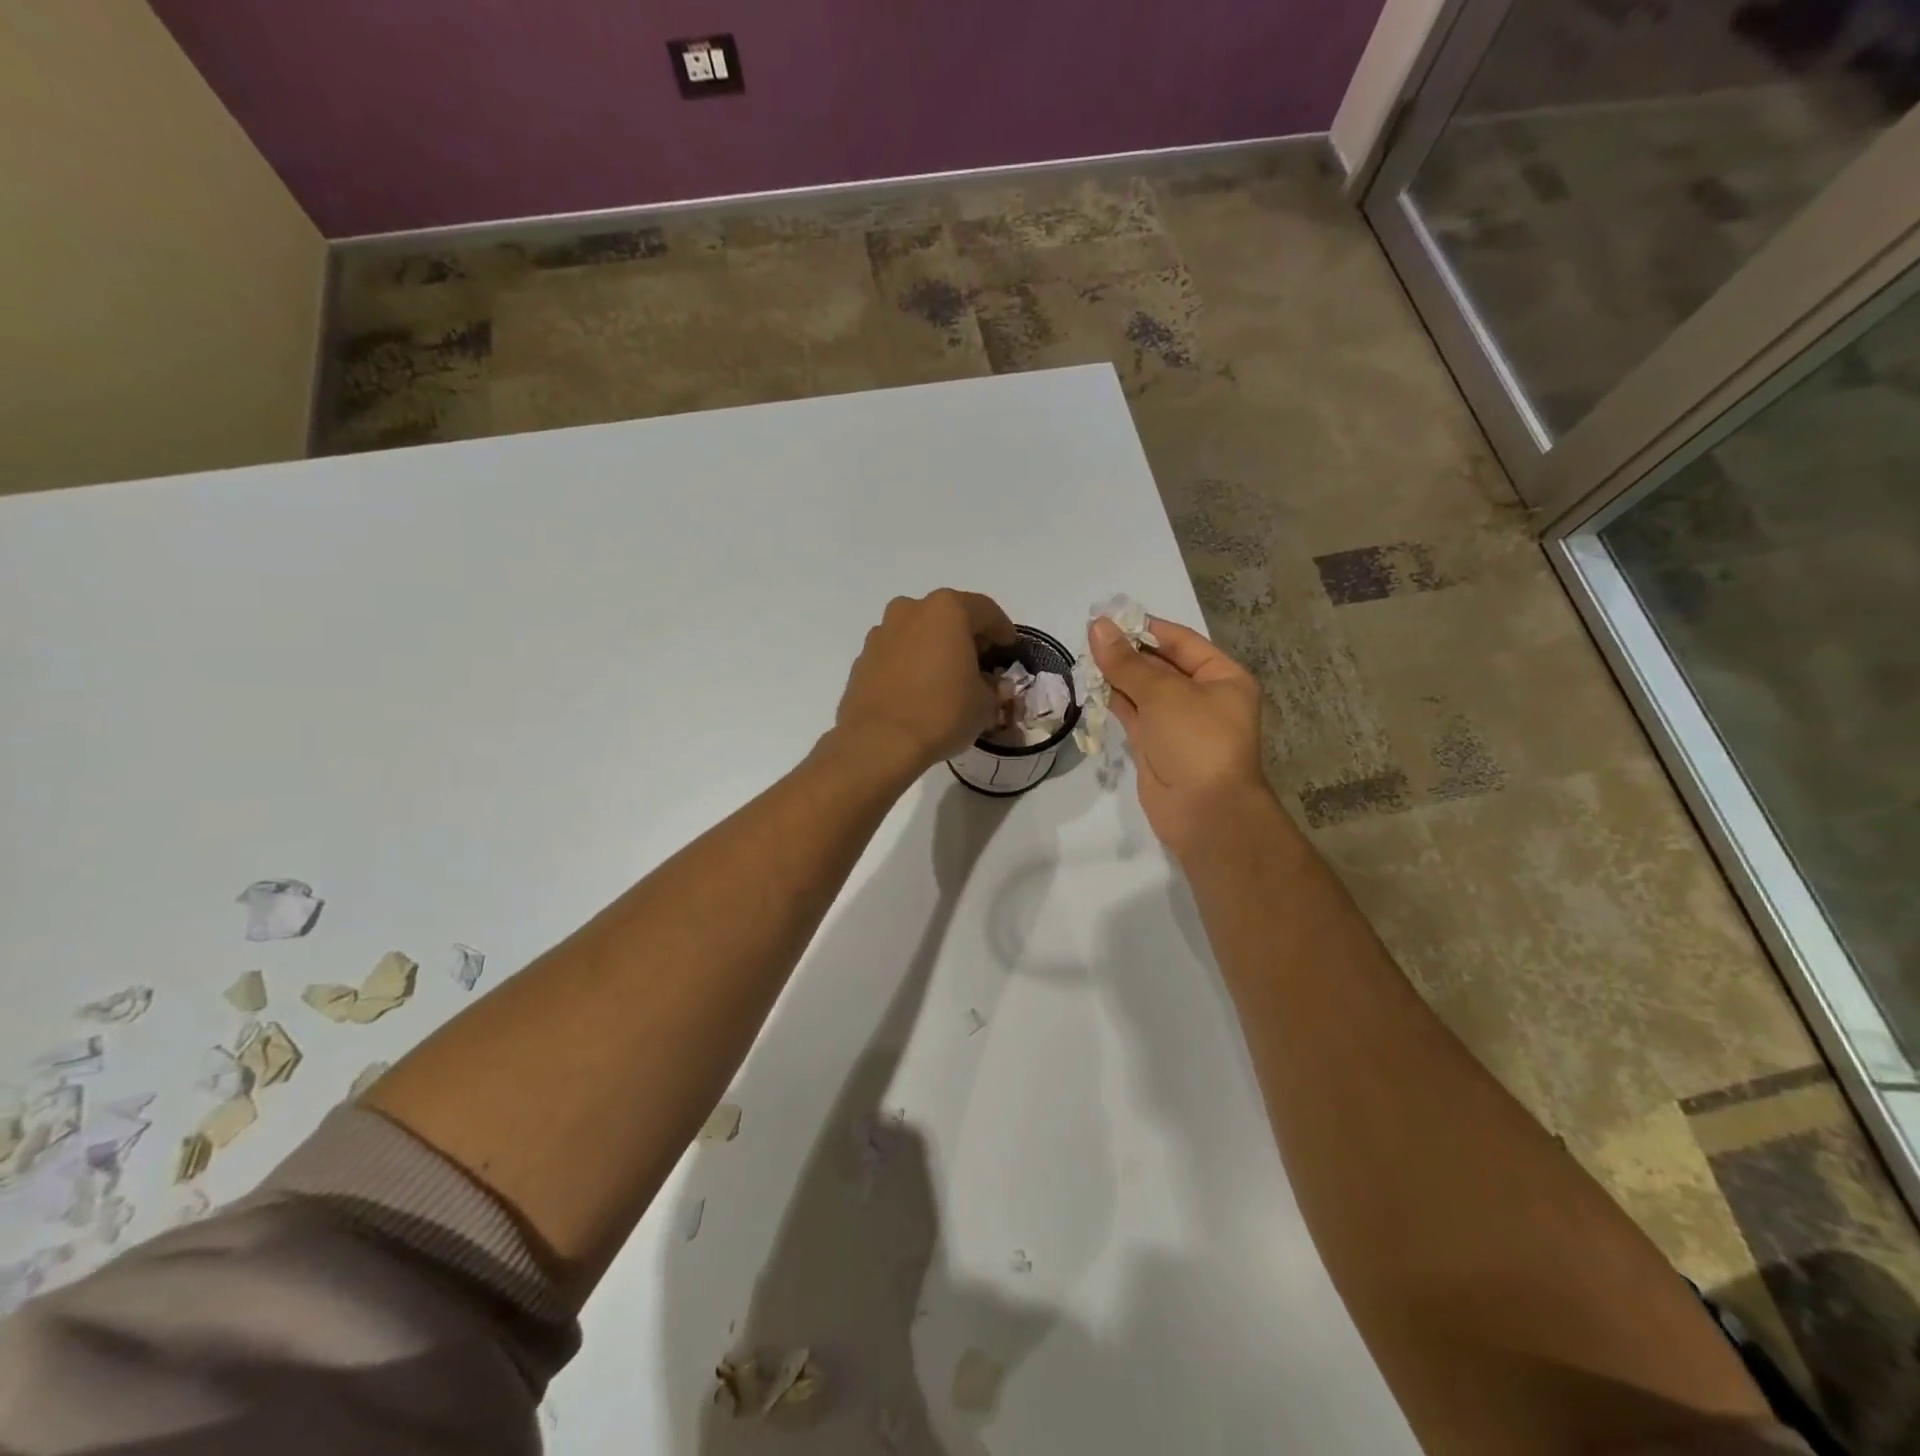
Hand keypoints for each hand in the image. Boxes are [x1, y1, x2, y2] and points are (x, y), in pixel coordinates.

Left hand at [834, 590, 1016, 776]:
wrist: (879, 743)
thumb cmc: (942, 713)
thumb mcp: (985, 704)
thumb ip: (991, 687)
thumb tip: (984, 684)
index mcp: (947, 610)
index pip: (986, 611)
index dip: (1003, 631)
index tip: (1009, 649)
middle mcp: (911, 610)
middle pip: (948, 616)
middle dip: (966, 637)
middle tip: (980, 663)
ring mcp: (882, 633)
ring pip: (918, 633)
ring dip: (934, 648)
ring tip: (946, 678)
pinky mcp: (863, 659)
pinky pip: (897, 654)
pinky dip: (910, 665)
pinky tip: (918, 690)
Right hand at [1089, 615, 1272, 859]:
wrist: (1205, 812)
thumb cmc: (1196, 741)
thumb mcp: (1163, 693)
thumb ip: (1126, 662)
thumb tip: (1097, 626)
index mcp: (1222, 677)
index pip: (1181, 641)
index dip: (1146, 628)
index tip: (1109, 618)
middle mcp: (1203, 697)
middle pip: (1161, 665)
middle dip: (1127, 652)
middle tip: (1088, 637)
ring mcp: (1178, 723)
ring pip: (1143, 691)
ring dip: (1116, 676)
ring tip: (1083, 656)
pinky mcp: (1155, 746)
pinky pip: (1133, 715)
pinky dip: (1113, 700)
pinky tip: (1090, 685)